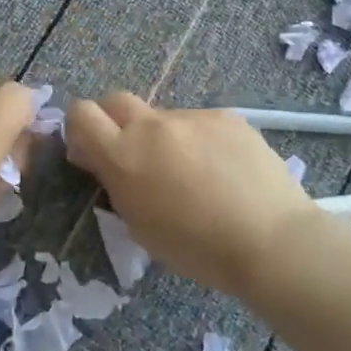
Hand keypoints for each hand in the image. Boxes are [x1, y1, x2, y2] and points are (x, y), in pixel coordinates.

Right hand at [64, 92, 315, 297]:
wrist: (271, 239)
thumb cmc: (198, 248)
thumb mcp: (141, 226)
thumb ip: (117, 184)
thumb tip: (103, 162)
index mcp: (124, 154)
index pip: (82, 114)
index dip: (80, 128)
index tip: (91, 153)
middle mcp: (153, 125)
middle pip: (117, 101)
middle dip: (115, 122)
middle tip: (134, 158)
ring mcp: (192, 116)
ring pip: (164, 118)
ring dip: (165, 138)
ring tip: (195, 175)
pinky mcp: (226, 116)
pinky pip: (200, 124)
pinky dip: (200, 142)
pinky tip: (224, 171)